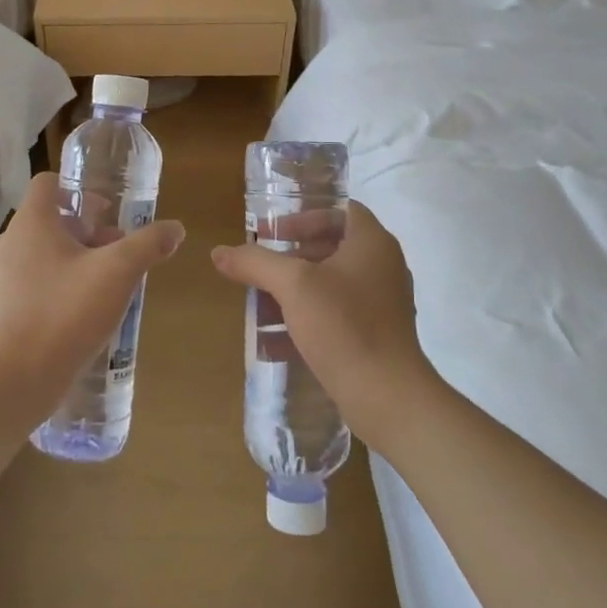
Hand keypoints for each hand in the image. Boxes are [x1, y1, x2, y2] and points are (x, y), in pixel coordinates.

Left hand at [0, 171, 184, 427]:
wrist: (21, 375)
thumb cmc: (67, 310)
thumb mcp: (118, 271)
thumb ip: (148, 244)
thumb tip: (176, 228)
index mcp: (32, 222)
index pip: (48, 182)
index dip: (79, 189)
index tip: (107, 211)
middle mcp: (11, 241)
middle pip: (51, 218)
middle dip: (87, 229)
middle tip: (117, 250)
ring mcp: (4, 276)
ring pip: (45, 251)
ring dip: (77, 257)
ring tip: (108, 282)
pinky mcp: (6, 306)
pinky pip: (37, 280)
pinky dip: (62, 282)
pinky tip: (86, 308)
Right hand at [210, 201, 437, 452]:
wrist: (388, 396)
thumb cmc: (344, 325)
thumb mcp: (292, 285)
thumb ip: (255, 263)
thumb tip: (218, 252)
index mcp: (372, 243)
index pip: (340, 211)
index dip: (304, 217)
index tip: (273, 234)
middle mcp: (383, 267)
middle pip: (333, 248)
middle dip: (292, 258)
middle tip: (262, 269)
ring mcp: (383, 304)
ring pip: (332, 285)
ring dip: (295, 292)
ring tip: (262, 306)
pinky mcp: (377, 336)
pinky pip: (337, 316)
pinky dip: (308, 320)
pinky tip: (276, 342)